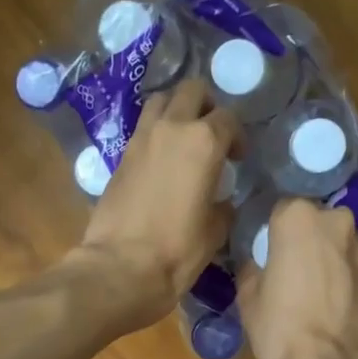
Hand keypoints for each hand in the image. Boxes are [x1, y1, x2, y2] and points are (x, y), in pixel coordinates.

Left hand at [73, 77, 238, 331]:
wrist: (120, 267)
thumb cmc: (177, 251)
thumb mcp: (215, 230)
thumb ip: (223, 203)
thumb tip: (221, 198)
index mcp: (204, 142)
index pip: (228, 119)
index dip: (237, 137)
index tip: (238, 159)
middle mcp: (172, 128)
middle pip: (192, 91)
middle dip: (206, 105)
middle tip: (212, 133)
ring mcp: (141, 139)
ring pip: (161, 101)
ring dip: (176, 110)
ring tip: (183, 139)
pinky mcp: (120, 156)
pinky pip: (143, 128)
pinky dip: (155, 132)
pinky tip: (162, 159)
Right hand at [237, 198, 357, 358]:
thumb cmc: (279, 327)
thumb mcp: (248, 294)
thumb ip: (253, 264)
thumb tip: (258, 259)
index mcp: (298, 216)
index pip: (280, 208)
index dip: (271, 230)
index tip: (265, 249)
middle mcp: (336, 220)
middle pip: (314, 219)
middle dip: (303, 237)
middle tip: (288, 266)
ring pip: (337, 240)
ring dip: (326, 254)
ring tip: (311, 285)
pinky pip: (352, 262)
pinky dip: (342, 273)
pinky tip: (330, 298)